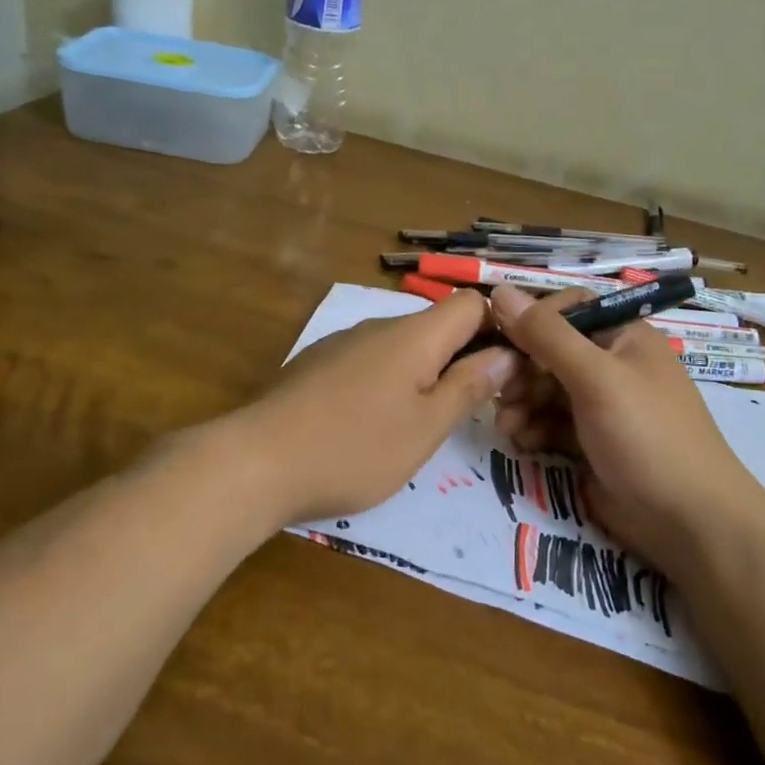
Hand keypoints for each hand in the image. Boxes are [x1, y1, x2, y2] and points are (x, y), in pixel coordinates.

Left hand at [229, 289, 519, 528]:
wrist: (257, 461)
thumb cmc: (354, 448)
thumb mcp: (426, 427)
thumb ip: (469, 386)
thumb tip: (507, 354)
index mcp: (414, 334)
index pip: (471, 303)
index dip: (498, 329)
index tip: (507, 373)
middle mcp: (379, 326)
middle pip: (437, 326)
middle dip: (462, 360)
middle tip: (472, 411)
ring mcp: (343, 343)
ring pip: (402, 347)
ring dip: (423, 376)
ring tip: (421, 426)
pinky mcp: (317, 364)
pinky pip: (369, 362)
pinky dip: (386, 384)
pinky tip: (371, 426)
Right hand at [488, 284, 764, 581]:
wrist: (690, 524)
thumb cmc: (647, 436)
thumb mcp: (595, 378)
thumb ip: (546, 335)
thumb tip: (499, 290)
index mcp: (624, 336)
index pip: (566, 309)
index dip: (531, 322)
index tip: (501, 342)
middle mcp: (612, 364)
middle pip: (550, 351)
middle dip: (521, 371)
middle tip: (498, 394)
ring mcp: (602, 405)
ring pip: (545, 389)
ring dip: (520, 403)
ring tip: (507, 427)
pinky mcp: (591, 441)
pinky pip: (551, 423)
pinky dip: (533, 429)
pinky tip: (522, 443)